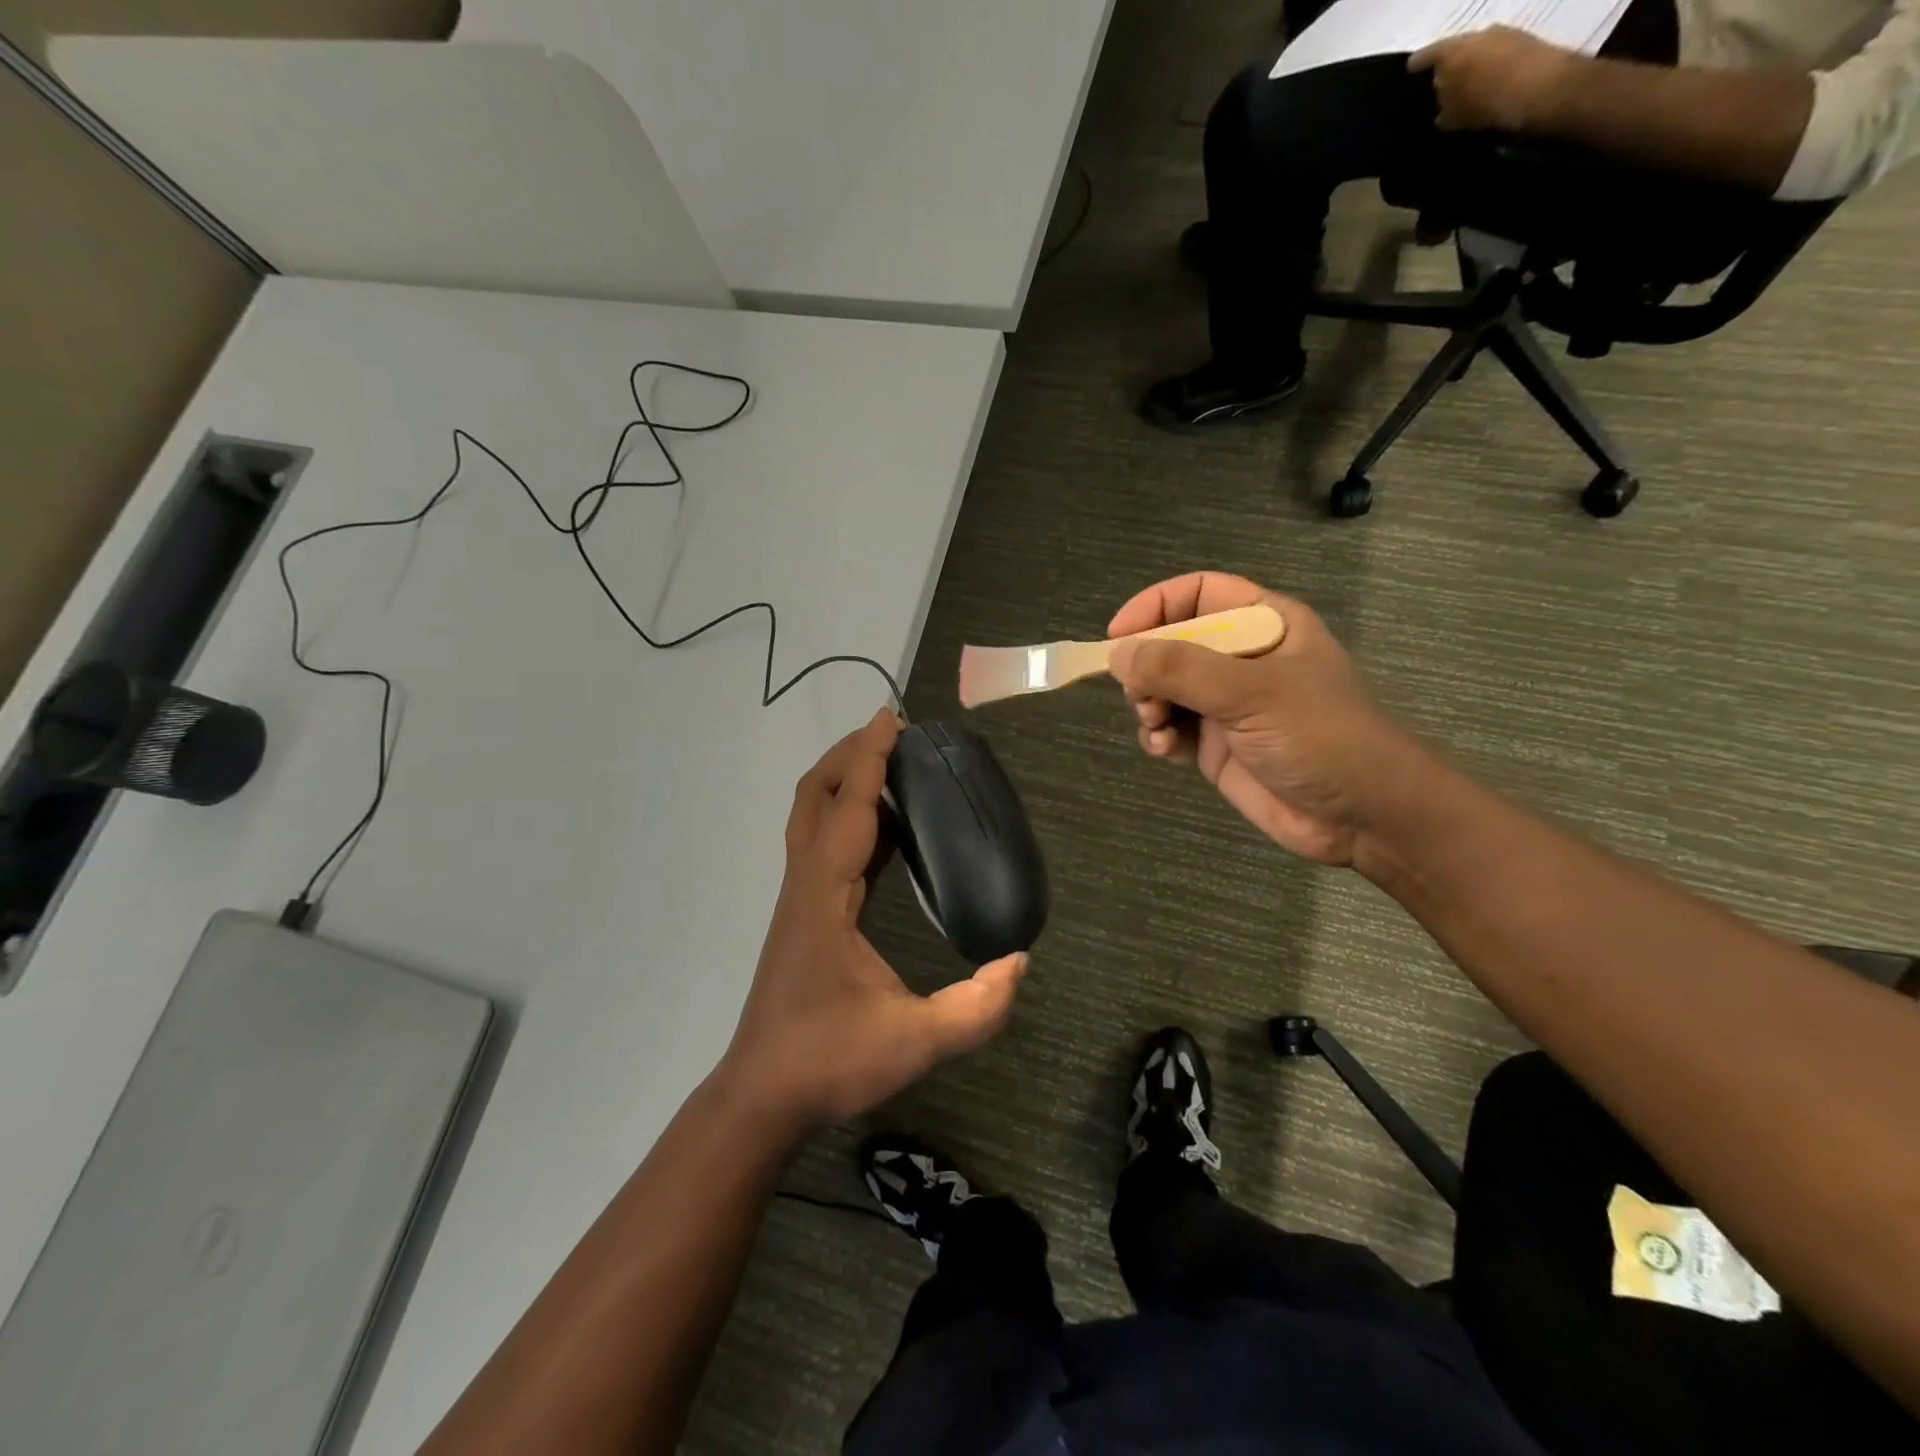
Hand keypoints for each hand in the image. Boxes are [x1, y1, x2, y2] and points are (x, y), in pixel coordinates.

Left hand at [717, 709, 1027, 1133]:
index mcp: (825, 898)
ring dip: (846, 782)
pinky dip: (850, 817)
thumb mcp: (914, 1043)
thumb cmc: (829, 1062)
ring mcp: (800, 899)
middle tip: (894, 735)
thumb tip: (1018, 963)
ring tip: (893, 768)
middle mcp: (806, 885)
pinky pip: (823, 845)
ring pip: (812, 818)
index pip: (849, 810)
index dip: (871, 760)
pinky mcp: (804, 915)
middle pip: (815, 797)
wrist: (763, 1096)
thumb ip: (975, 1008)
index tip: (892, 717)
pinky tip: (886, 830)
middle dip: (850, 756)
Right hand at [1108, 573, 1427, 866]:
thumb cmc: (1320, 737)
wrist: (1364, 818)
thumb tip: (1118, 654)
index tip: (1119, 636)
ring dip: (1147, 704)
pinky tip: (1164, 749)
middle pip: (1171, 642)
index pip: (1198, 594)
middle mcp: (1241, 659)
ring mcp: (1227, 705)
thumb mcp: (1253, 692)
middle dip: (1147, 667)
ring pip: (1163, 688)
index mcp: (1265, 625)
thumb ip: (1181, 669)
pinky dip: (1157, 735)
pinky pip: (1170, 728)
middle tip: (1142, 695)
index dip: (1156, 606)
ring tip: (1157, 725)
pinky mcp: (1216, 746)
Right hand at [1409, 26, 1576, 132]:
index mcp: (1458, 50)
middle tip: (1434, 84)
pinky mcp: (1523, 45)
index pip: (1432, 52)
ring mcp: (1505, 36)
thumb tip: (1442, 109)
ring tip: (1457, 91)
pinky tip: (1480, 90)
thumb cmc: (1490, 102)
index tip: (1409, 68)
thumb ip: (1446, 108)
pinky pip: (1493, 59)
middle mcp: (1480, 35)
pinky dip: (1483, 73)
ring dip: (1466, 70)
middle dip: (1445, 66)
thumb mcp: (1457, 113)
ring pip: (1476, 53)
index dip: (1420, 62)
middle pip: (1456, 50)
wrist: (1544, 89)